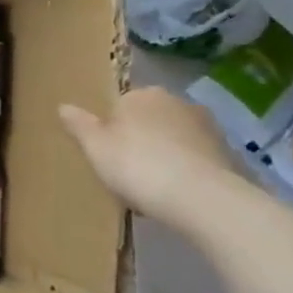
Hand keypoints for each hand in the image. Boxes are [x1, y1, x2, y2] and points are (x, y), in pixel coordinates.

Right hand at [58, 86, 236, 219]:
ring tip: (152, 188)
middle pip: (149, 120)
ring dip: (164, 156)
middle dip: (140, 140)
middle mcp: (176, 102)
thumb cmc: (138, 165)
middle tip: (127, 171)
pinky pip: (195, 160)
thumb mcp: (95, 147)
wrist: (203, 199)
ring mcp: (207, 127)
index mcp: (142, 94)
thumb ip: (79, 125)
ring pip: (173, 140)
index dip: (111, 129)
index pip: (120, 105)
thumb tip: (64, 107)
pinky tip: (176, 195)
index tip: (106, 153)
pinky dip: (185, 172)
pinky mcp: (229, 154)